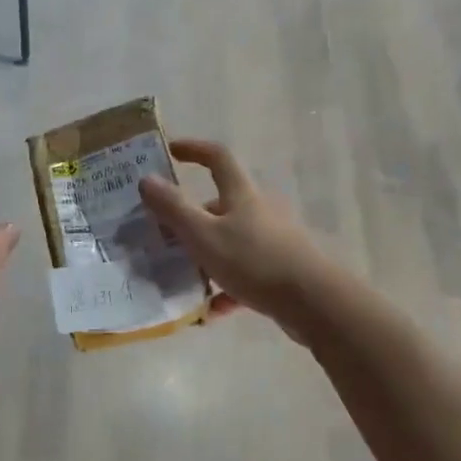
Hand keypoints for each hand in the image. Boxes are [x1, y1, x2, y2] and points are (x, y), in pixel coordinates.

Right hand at [138, 139, 337, 338]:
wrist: (314, 301)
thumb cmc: (255, 261)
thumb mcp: (204, 236)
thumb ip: (173, 209)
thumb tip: (146, 179)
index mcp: (241, 195)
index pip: (217, 158)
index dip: (193, 149)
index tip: (170, 151)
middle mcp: (259, 211)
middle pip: (220, 205)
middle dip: (190, 218)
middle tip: (163, 235)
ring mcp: (272, 240)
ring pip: (230, 242)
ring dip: (205, 257)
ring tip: (181, 277)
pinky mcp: (281, 270)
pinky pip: (245, 274)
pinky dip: (226, 288)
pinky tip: (212, 311)